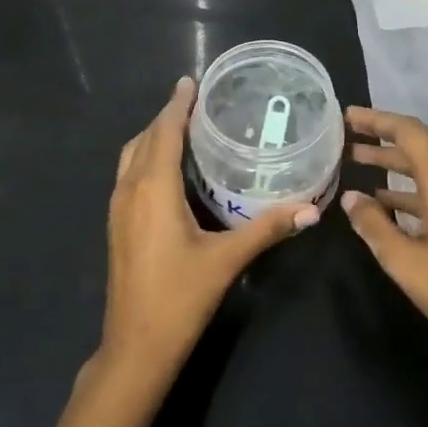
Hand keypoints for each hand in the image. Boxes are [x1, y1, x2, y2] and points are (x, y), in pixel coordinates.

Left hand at [101, 78, 318, 383]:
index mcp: (153, 189)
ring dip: (153, 136)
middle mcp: (129, 190)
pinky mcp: (116, 224)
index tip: (190, 82)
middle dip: (166, 116)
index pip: (164, 132)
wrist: (135, 345)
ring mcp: (117, 208)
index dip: (176, 105)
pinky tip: (167, 169)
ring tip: (182, 127)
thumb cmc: (179, 298)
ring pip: (131, 156)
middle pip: (145, 139)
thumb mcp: (226, 260)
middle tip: (195, 101)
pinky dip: (145, 157)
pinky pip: (127, 174)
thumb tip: (311, 209)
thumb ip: (268, 229)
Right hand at [342, 106, 427, 370]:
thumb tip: (350, 196)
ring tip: (355, 161)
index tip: (347, 117)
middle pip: (418, 145)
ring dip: (392, 163)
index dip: (377, 120)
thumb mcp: (403, 260)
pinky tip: (381, 200)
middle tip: (345, 136)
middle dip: (381, 138)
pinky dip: (407, 188)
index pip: (409, 132)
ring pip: (426, 168)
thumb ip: (373, 223)